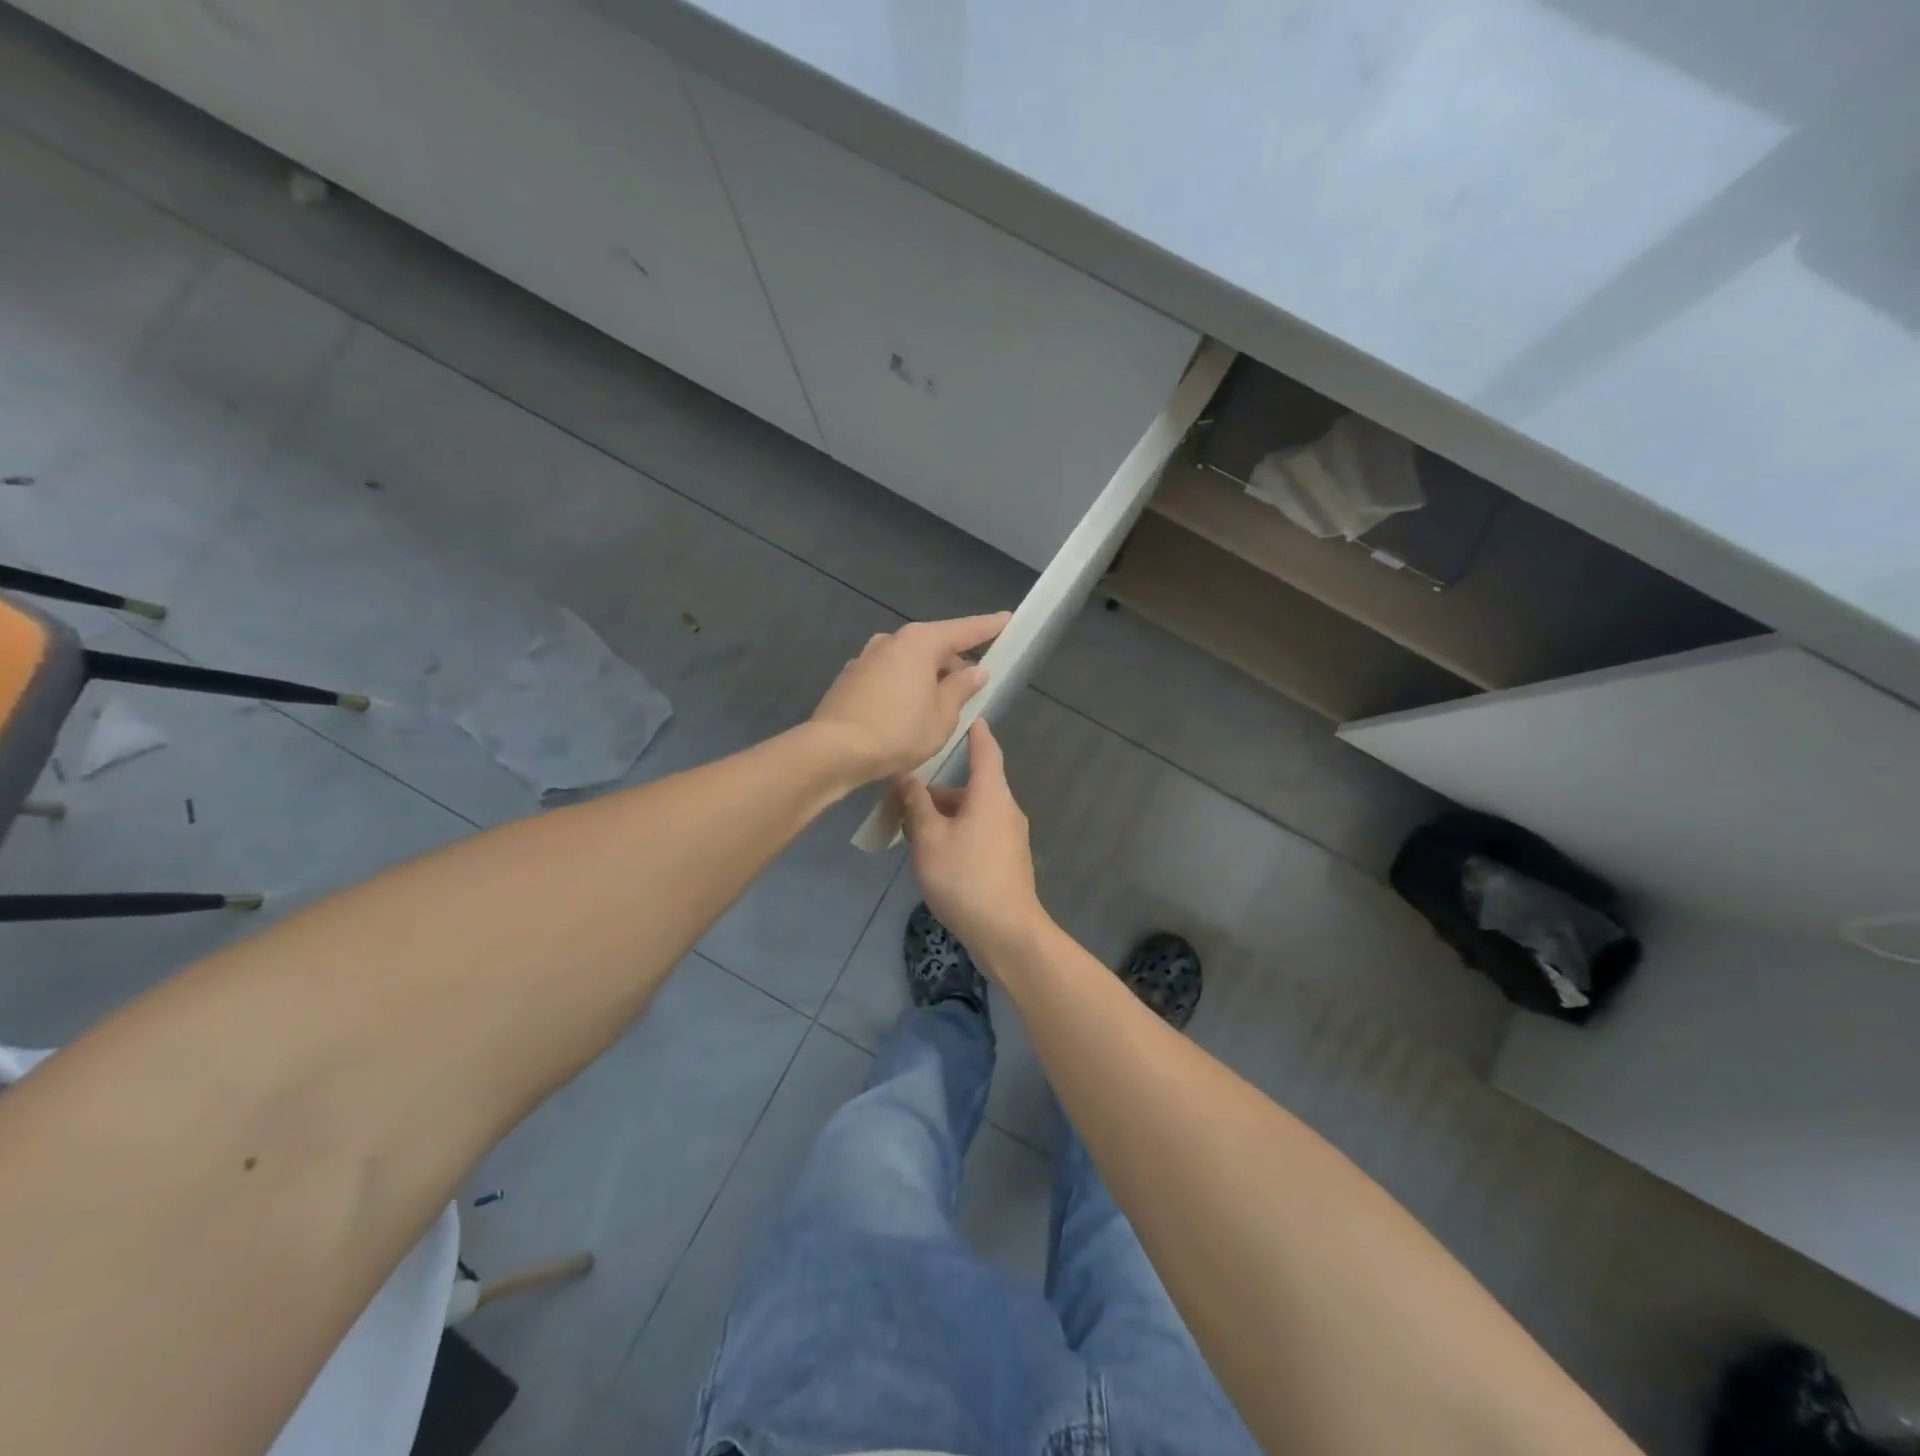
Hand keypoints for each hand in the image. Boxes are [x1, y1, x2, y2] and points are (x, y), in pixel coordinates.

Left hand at [809, 613, 1010, 782]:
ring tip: (941, 705)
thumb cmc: (897, 732)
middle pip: (934, 645)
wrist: (833, 751)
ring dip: (928, 676)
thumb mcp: (942, 716)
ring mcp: (867, 658)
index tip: (1007, 619)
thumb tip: (975, 671)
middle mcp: (891, 641)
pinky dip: (905, 686)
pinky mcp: (850, 678)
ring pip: (910, 661)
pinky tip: (908, 712)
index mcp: (920, 642)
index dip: (989, 627)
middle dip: (955, 662)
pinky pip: (890, 675)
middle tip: (974, 685)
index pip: (964, 630)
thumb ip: (961, 689)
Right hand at [896, 720, 1046, 965]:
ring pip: (973, 813)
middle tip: (905, 796)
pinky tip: (934, 854)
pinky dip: (956, 832)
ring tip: (911, 830)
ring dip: (944, 815)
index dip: (976, 733)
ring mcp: (1010, 837)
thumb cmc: (965, 877)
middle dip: (940, 790)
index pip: (985, 751)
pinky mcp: (1008, 861)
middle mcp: (1005, 809)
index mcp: (991, 794)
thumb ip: (916, 804)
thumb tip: (906, 776)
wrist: (1006, 931)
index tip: (969, 718)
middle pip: (972, 787)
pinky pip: (979, 833)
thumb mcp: (929, 839)